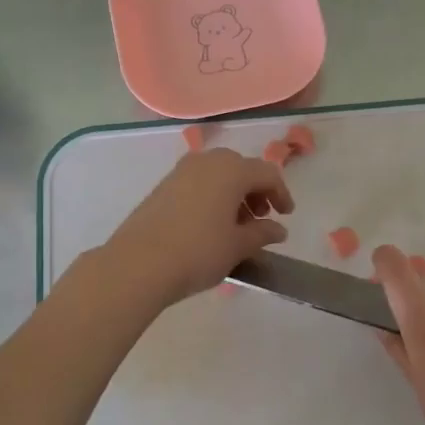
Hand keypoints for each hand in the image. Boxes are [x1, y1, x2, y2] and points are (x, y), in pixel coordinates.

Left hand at [98, 148, 294, 309]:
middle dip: (256, 191)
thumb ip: (262, 233)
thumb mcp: (237, 246)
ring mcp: (181, 171)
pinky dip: (212, 196)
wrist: (138, 264)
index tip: (286, 215)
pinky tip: (210, 224)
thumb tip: (278, 229)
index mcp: (232, 170)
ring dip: (233, 193)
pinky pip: (198, 182)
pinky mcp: (163, 186)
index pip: (267, 174)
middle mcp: (207, 161)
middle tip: (261, 217)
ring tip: (237, 225)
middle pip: (241, 168)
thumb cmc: (198, 252)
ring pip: (218, 174)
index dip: (281, 193)